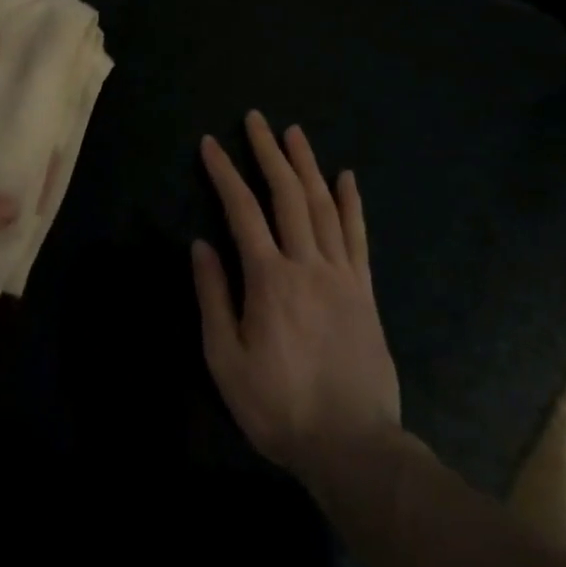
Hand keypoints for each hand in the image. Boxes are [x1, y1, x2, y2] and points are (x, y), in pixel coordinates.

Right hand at [192, 111, 401, 480]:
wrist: (354, 447)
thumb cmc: (279, 405)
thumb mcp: (226, 359)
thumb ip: (213, 296)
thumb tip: (200, 244)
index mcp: (269, 279)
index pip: (242, 211)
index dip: (224, 173)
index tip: (210, 143)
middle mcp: (307, 264)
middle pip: (287, 195)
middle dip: (269, 152)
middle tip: (256, 119)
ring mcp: (342, 275)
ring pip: (323, 206)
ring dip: (307, 165)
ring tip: (294, 132)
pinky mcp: (365, 292)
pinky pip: (358, 237)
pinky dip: (351, 203)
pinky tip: (347, 177)